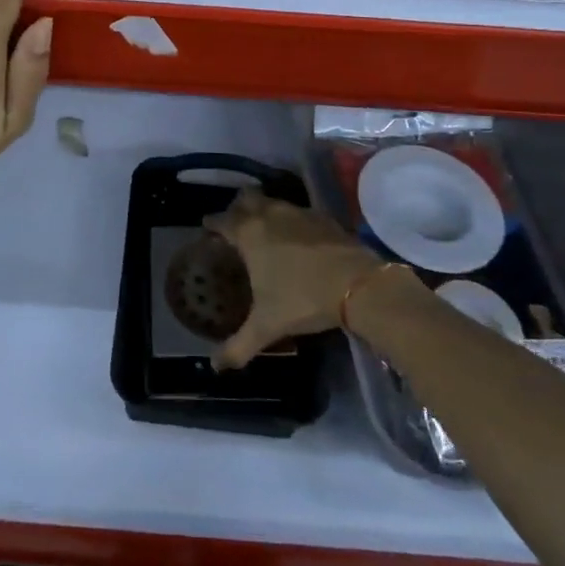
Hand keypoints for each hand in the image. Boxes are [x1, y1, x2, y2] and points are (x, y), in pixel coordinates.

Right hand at [203, 189, 382, 369]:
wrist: (356, 283)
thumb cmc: (302, 299)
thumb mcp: (266, 327)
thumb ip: (238, 347)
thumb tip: (215, 366)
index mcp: (249, 234)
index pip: (221, 220)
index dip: (211, 223)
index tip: (207, 229)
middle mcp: (269, 215)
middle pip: (246, 198)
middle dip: (238, 207)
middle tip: (236, 226)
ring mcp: (298, 212)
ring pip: (273, 202)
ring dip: (265, 211)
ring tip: (266, 232)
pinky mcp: (322, 217)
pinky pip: (298, 212)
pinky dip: (292, 220)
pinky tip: (298, 239)